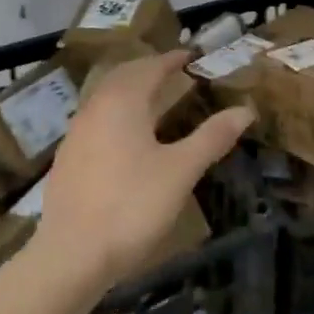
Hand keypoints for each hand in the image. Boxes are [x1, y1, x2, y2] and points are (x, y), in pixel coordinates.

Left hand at [35, 49, 253, 292]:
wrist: (70, 257)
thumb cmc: (132, 206)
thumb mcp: (181, 171)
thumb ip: (212, 137)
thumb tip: (245, 110)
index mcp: (123, 101)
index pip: (151, 66)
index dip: (173, 59)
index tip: (193, 55)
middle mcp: (95, 107)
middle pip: (124, 76)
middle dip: (150, 69)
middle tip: (175, 73)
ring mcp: (76, 133)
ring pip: (106, 97)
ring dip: (131, 90)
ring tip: (155, 100)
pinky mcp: (67, 159)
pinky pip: (96, 120)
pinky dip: (116, 114)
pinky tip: (127, 138)